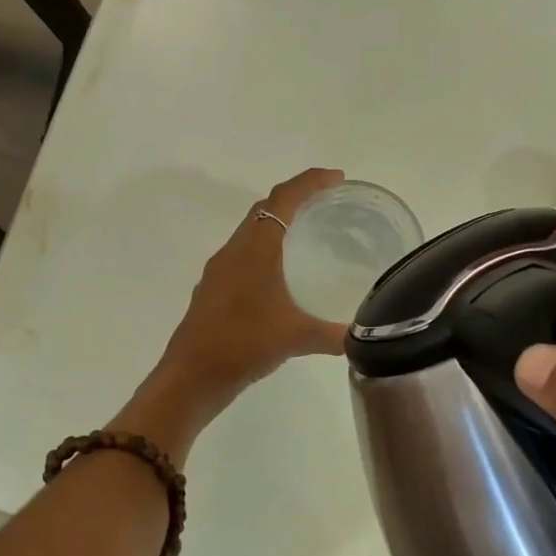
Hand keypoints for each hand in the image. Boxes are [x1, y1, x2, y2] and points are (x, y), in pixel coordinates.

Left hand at [152, 169, 349, 411]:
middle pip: (264, 210)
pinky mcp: (213, 292)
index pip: (282, 199)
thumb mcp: (296, 339)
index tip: (337, 178)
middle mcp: (233, 252)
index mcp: (254, 249)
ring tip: (308, 237)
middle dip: (296, 200)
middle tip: (328, 204)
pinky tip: (280, 280)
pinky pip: (243, 258)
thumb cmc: (243, 345)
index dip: (310, 182)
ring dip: (277, 227)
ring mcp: (219, 272)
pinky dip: (265, 254)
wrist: (191, 376)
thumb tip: (364, 338)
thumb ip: (334, 335)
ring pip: (251, 235)